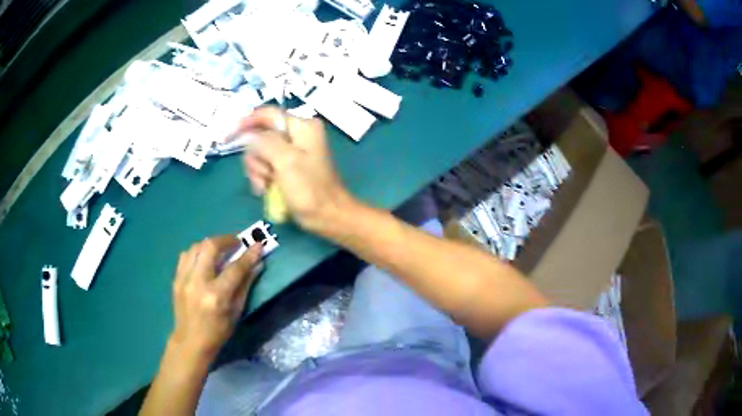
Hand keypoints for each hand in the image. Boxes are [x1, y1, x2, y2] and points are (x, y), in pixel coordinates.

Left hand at [170, 235, 261, 361]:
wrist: (190, 341)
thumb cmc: (218, 331)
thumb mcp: (236, 312)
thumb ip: (245, 286)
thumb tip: (256, 264)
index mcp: (216, 296)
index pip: (235, 268)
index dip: (248, 255)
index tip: (258, 244)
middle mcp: (198, 282)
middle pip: (210, 247)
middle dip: (226, 240)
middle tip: (236, 242)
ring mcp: (184, 279)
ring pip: (196, 247)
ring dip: (211, 244)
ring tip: (220, 249)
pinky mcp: (176, 278)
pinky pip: (186, 255)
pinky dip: (197, 252)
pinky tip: (204, 258)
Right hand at [238, 107, 353, 232]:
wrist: (327, 217)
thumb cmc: (309, 189)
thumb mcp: (285, 161)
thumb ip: (265, 143)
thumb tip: (248, 135)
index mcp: (302, 126)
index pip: (268, 114)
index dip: (247, 122)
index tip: (229, 137)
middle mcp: (296, 135)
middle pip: (260, 137)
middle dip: (257, 158)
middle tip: (265, 175)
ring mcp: (291, 152)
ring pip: (260, 154)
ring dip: (258, 172)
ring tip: (267, 186)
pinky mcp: (287, 168)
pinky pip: (265, 167)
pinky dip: (262, 178)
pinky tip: (266, 190)